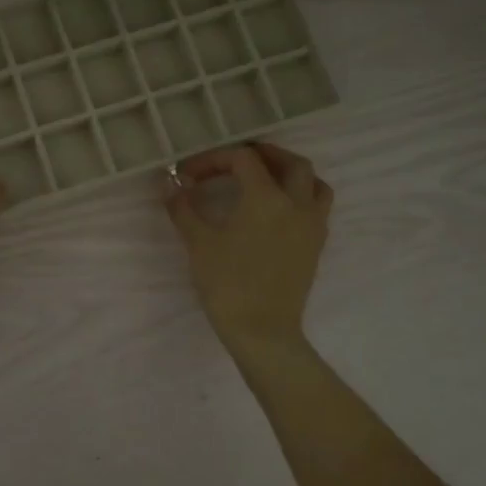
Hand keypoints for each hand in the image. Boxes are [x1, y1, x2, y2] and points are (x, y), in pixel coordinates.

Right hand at [165, 142, 331, 354]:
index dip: (214, 159)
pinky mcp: (316, 245)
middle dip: (262, 155)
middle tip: (235, 161)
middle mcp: (296, 204)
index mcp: (266, 197)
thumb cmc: (227, 284)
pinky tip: (278, 209)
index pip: (243, 160)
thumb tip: (168, 183)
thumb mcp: (198, 243)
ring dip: (290, 172)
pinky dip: (301, 196)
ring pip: (313, 183)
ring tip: (266, 178)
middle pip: (290, 163)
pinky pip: (317, 207)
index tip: (190, 175)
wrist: (262, 330)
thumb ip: (183, 208)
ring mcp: (312, 225)